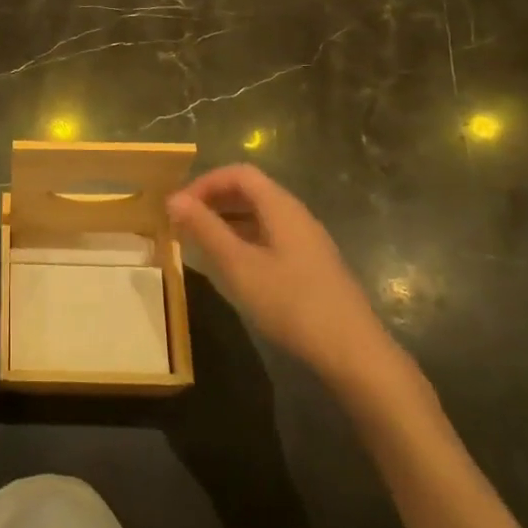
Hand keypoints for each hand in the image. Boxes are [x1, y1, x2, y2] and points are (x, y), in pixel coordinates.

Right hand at [168, 165, 405, 392]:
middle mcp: (296, 216)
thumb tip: (174, 198)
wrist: (354, 354)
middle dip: (214, 200)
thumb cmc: (292, 303)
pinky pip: (270, 237)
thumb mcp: (239, 266)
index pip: (239, 174)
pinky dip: (244, 240)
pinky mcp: (312, 266)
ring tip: (201, 242)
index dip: (205, 182)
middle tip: (184, 222)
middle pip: (251, 191)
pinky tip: (232, 266)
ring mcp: (307, 242)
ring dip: (227, 221)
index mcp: (281, 207)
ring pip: (260, 216)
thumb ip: (205, 229)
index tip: (179, 205)